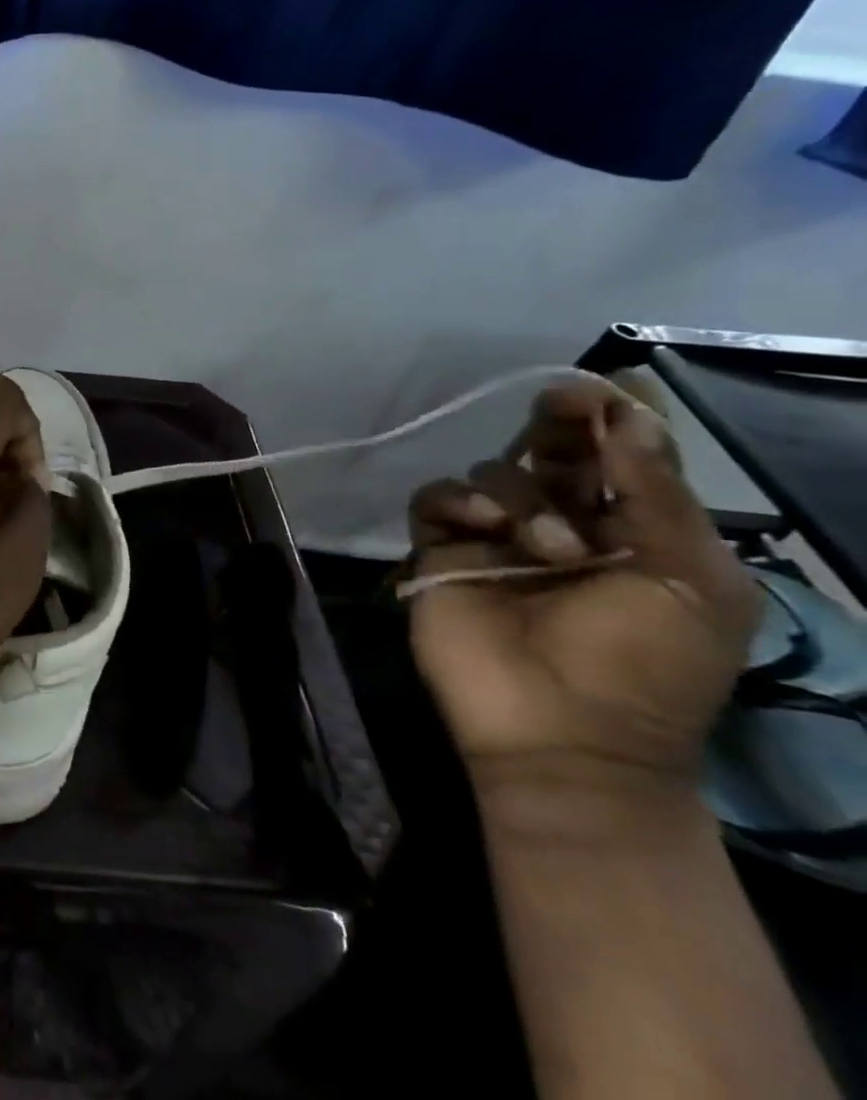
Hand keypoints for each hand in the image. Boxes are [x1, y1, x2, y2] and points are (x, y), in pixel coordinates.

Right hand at [407, 381, 759, 825]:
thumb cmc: (648, 665)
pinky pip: (436, 500)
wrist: (565, 735)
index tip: (599, 390)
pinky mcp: (441, 549)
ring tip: (549, 548)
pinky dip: (458, 501)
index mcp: (632, 529)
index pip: (616, 457)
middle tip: (560, 406)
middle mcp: (560, 522)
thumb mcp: (689, 580)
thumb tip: (631, 413)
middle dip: (557, 425)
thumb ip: (656, 495)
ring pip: (494, 472)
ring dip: (524, 496)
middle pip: (548, 451)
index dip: (608, 418)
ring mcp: (494, 536)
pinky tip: (484, 525)